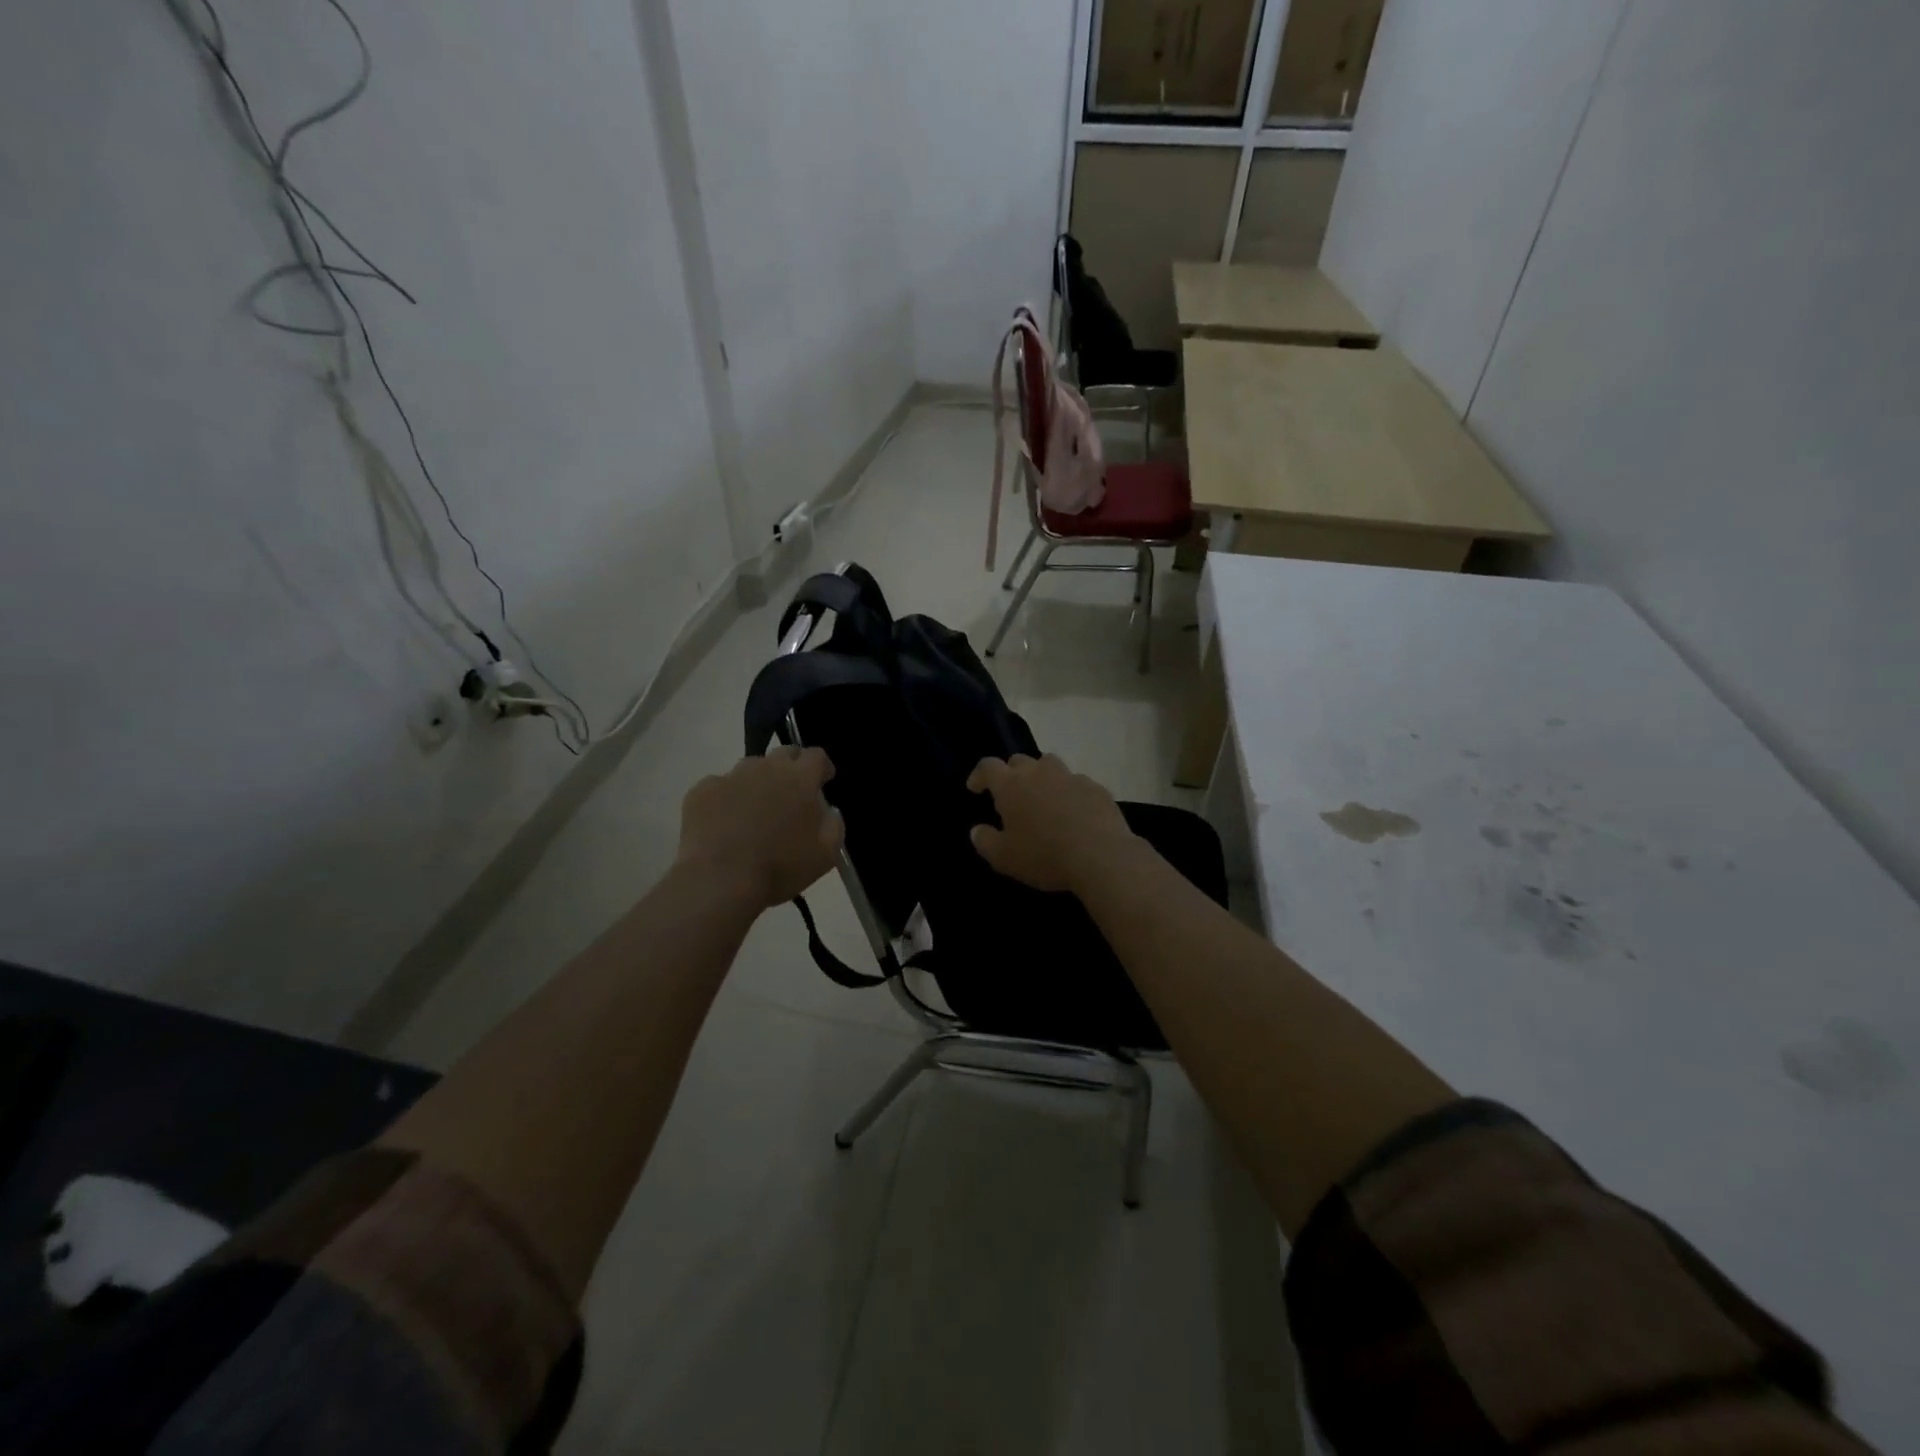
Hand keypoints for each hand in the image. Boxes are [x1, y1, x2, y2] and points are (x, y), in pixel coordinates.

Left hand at [677, 748, 843, 910]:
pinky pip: (720, 786)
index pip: (817, 755)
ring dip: (759, 781)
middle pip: (784, 753)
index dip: (822, 767)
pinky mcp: (702, 790)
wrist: (720, 881)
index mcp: (800, 778)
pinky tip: (724, 822)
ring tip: (755, 810)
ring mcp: (731, 776)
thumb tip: (829, 810)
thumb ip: (834, 824)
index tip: (823, 781)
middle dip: (792, 767)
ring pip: (751, 768)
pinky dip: (727, 798)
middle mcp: (766, 767)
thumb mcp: (826, 854)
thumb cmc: (780, 867)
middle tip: (791, 794)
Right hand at [966, 754, 1137, 894]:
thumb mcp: (1004, 858)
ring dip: (1041, 776)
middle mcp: (1039, 772)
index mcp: (1011, 785)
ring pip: (1050, 764)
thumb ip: (985, 841)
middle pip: (1019, 760)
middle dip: (1010, 773)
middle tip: (1010, 794)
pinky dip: (1068, 791)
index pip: (988, 766)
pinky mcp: (1095, 787)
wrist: (1101, 856)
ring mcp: (1070, 776)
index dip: (979, 775)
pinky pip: (1076, 782)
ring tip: (1042, 797)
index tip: (975, 788)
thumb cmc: (1044, 856)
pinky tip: (1073, 811)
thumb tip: (976, 830)